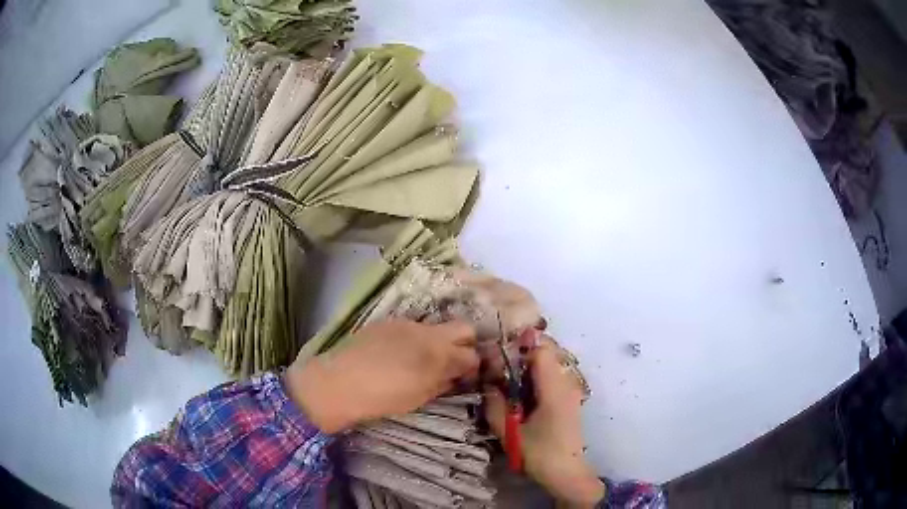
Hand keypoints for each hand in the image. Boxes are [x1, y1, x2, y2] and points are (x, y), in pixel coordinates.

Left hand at [286, 320, 479, 432]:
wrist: (337, 384)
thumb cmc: (382, 398)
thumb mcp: (419, 397)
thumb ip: (442, 383)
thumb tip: (456, 375)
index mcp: (438, 354)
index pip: (472, 355)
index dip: (474, 366)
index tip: (467, 376)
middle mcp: (427, 332)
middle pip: (464, 328)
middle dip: (466, 344)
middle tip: (454, 364)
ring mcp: (406, 323)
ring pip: (437, 326)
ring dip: (439, 341)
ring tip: (424, 360)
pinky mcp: (386, 322)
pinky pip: (413, 327)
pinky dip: (416, 339)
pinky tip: (400, 354)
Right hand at [485, 338, 604, 506]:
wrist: (567, 473)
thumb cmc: (539, 454)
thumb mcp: (509, 432)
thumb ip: (495, 406)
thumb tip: (487, 384)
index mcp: (554, 389)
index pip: (541, 350)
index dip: (519, 349)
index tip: (499, 361)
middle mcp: (567, 383)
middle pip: (548, 352)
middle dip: (523, 356)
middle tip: (501, 371)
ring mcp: (572, 390)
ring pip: (551, 363)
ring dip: (530, 367)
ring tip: (510, 384)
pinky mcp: (571, 399)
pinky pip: (554, 376)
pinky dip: (538, 378)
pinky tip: (524, 395)